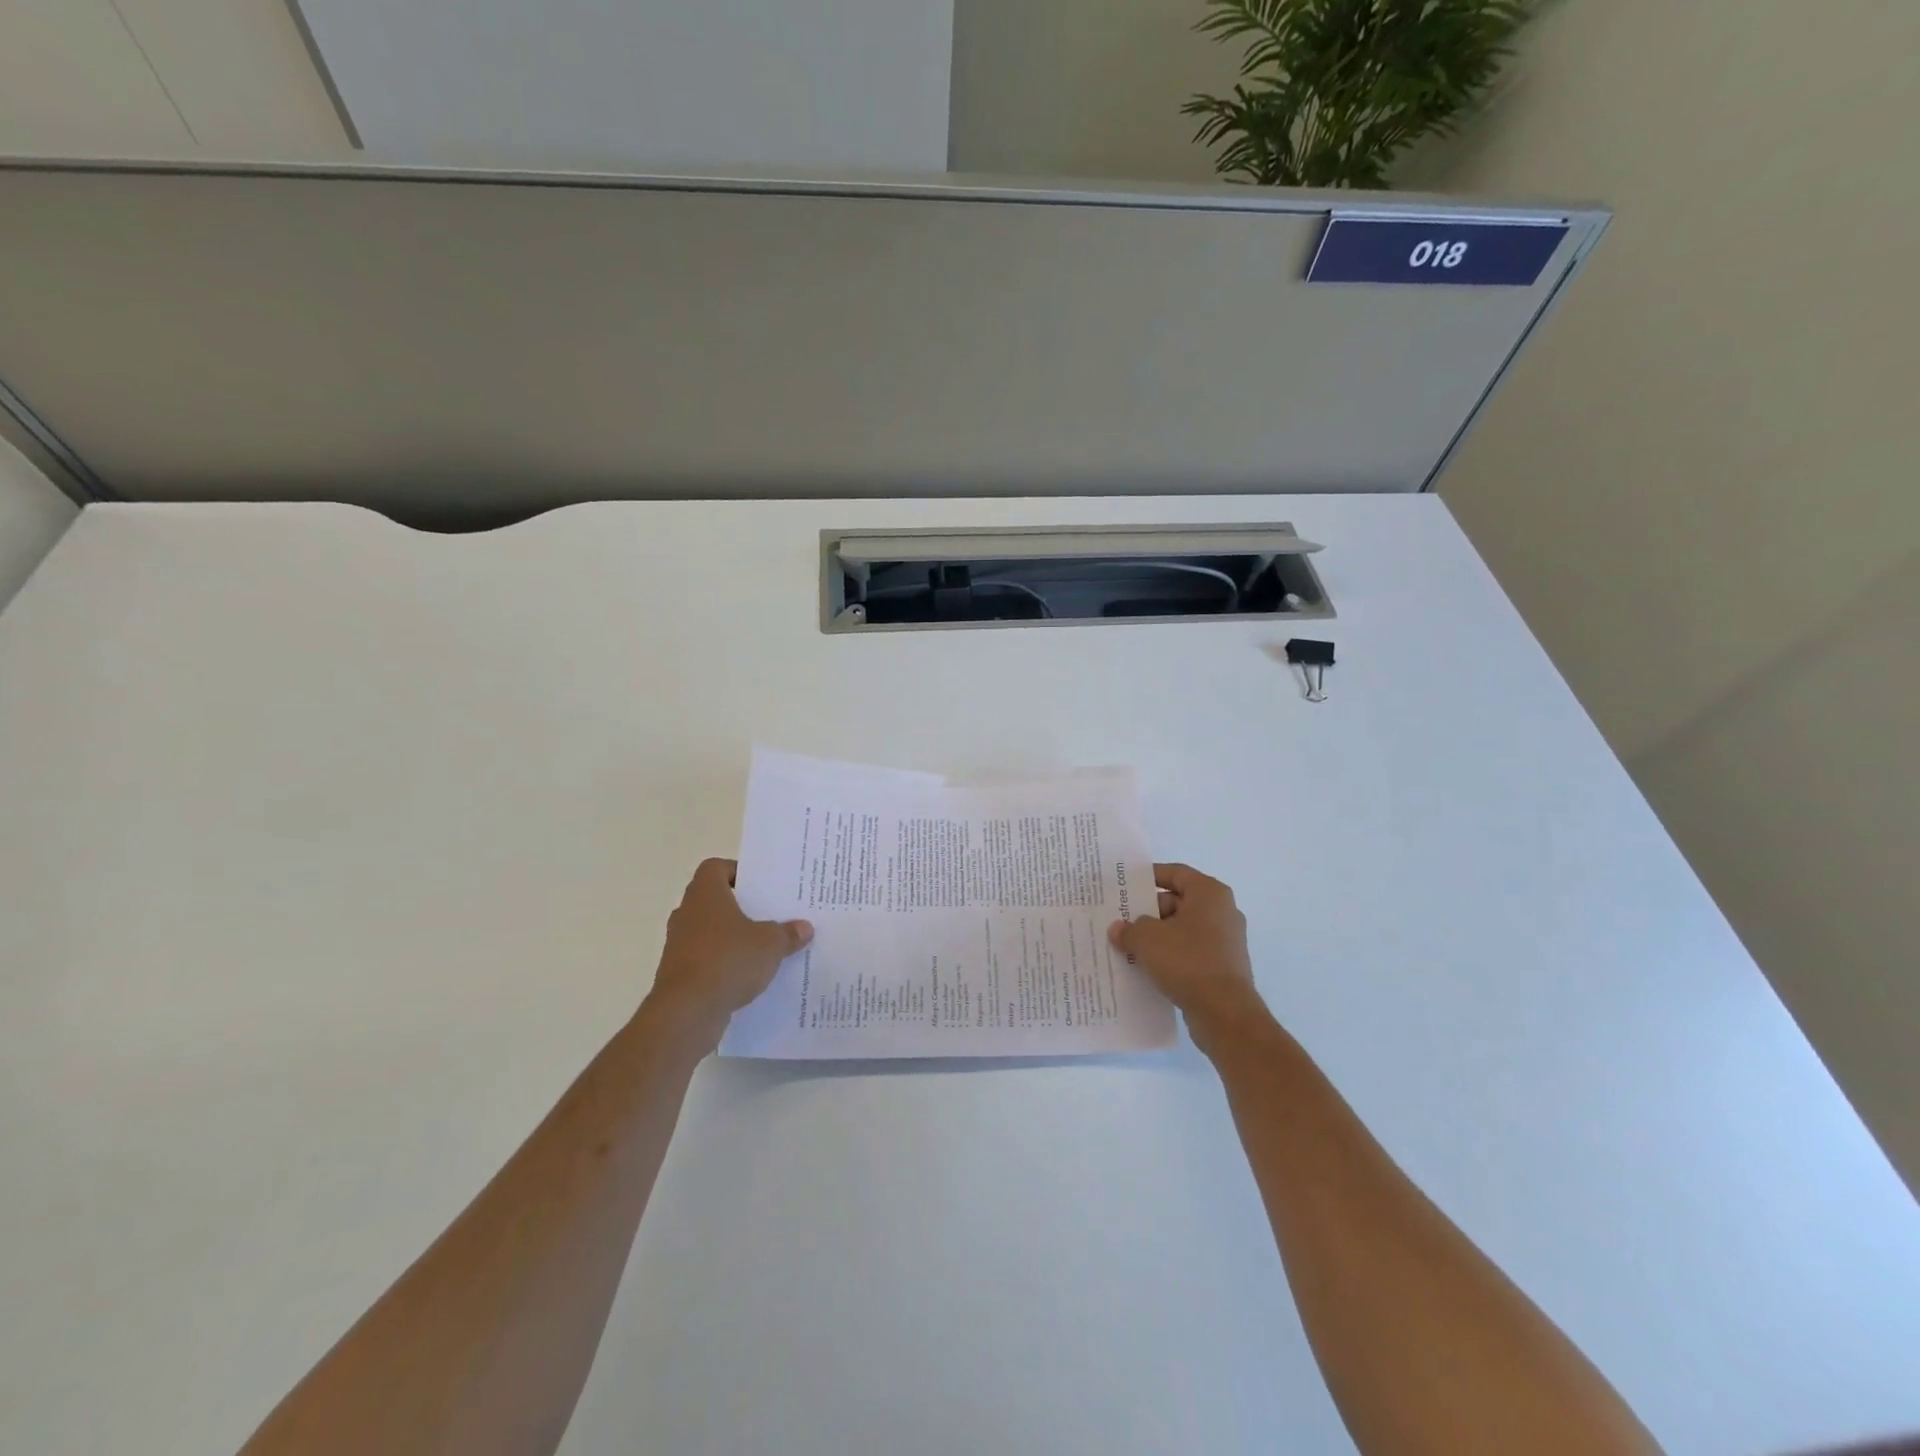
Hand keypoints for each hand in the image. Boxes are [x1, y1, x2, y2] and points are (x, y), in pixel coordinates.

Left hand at [641, 858, 812, 1050]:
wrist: (686, 1011)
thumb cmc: (728, 960)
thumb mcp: (770, 944)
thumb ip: (788, 933)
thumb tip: (804, 927)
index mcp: (706, 895)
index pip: (715, 868)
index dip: (737, 872)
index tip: (759, 886)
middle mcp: (687, 914)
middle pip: (713, 900)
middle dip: (739, 907)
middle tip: (768, 914)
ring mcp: (678, 945)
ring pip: (708, 931)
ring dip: (730, 938)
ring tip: (762, 947)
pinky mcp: (677, 974)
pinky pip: (704, 959)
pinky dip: (722, 964)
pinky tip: (746, 976)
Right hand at [1108, 863, 1271, 1054]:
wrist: (1224, 1013)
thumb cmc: (1187, 961)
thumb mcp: (1147, 939)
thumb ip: (1129, 929)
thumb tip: (1118, 929)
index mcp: (1210, 893)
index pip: (1175, 873)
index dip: (1149, 876)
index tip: (1125, 886)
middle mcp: (1222, 912)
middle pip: (1177, 902)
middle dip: (1147, 912)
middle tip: (1120, 921)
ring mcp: (1225, 942)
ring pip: (1182, 930)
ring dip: (1156, 937)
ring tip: (1127, 947)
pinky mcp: (1223, 968)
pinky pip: (1189, 953)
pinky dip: (1169, 957)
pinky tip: (1146, 968)